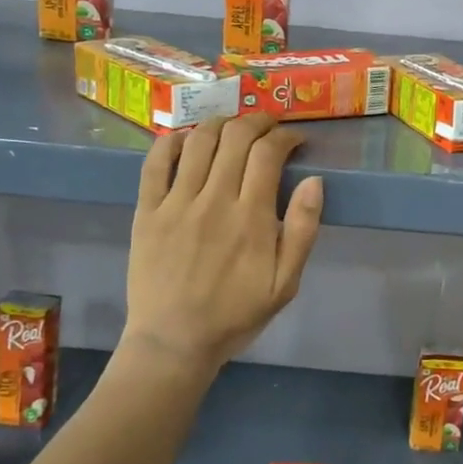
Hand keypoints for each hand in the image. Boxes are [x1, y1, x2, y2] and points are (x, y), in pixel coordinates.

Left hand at [123, 114, 323, 365]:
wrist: (174, 342)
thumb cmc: (235, 314)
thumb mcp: (285, 284)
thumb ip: (303, 230)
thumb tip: (315, 181)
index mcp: (251, 218)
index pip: (269, 153)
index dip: (286, 137)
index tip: (295, 140)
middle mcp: (214, 200)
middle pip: (236, 137)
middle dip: (257, 121)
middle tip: (268, 127)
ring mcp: (176, 203)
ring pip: (199, 140)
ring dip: (220, 123)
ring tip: (233, 127)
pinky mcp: (147, 211)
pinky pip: (156, 162)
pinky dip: (173, 141)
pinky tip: (187, 139)